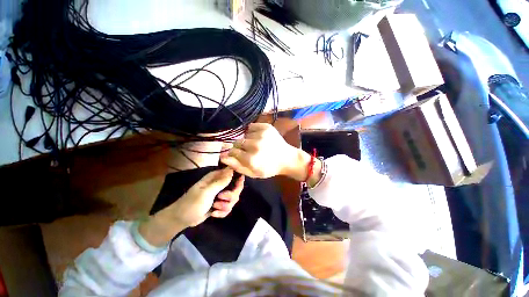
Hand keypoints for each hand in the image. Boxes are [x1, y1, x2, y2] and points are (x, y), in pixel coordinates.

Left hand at [139, 168, 243, 246]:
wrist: (182, 219)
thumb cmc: (192, 203)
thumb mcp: (207, 192)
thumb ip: (221, 182)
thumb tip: (232, 169)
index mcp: (217, 177)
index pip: (233, 174)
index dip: (238, 180)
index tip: (238, 186)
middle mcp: (220, 185)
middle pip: (236, 188)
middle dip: (231, 196)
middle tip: (221, 199)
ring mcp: (220, 195)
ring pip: (233, 199)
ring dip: (225, 206)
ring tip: (215, 208)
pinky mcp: (220, 204)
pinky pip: (228, 207)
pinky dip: (223, 212)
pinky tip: (214, 213)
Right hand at [220, 123, 321, 184]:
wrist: (287, 158)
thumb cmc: (269, 168)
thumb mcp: (252, 173)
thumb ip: (236, 166)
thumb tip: (223, 157)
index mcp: (251, 159)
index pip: (232, 151)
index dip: (234, 153)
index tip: (239, 155)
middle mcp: (255, 145)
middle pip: (237, 142)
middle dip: (240, 147)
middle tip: (248, 150)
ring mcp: (261, 134)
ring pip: (244, 135)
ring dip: (247, 140)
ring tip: (256, 145)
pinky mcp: (266, 127)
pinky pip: (251, 127)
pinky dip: (252, 132)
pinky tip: (259, 138)